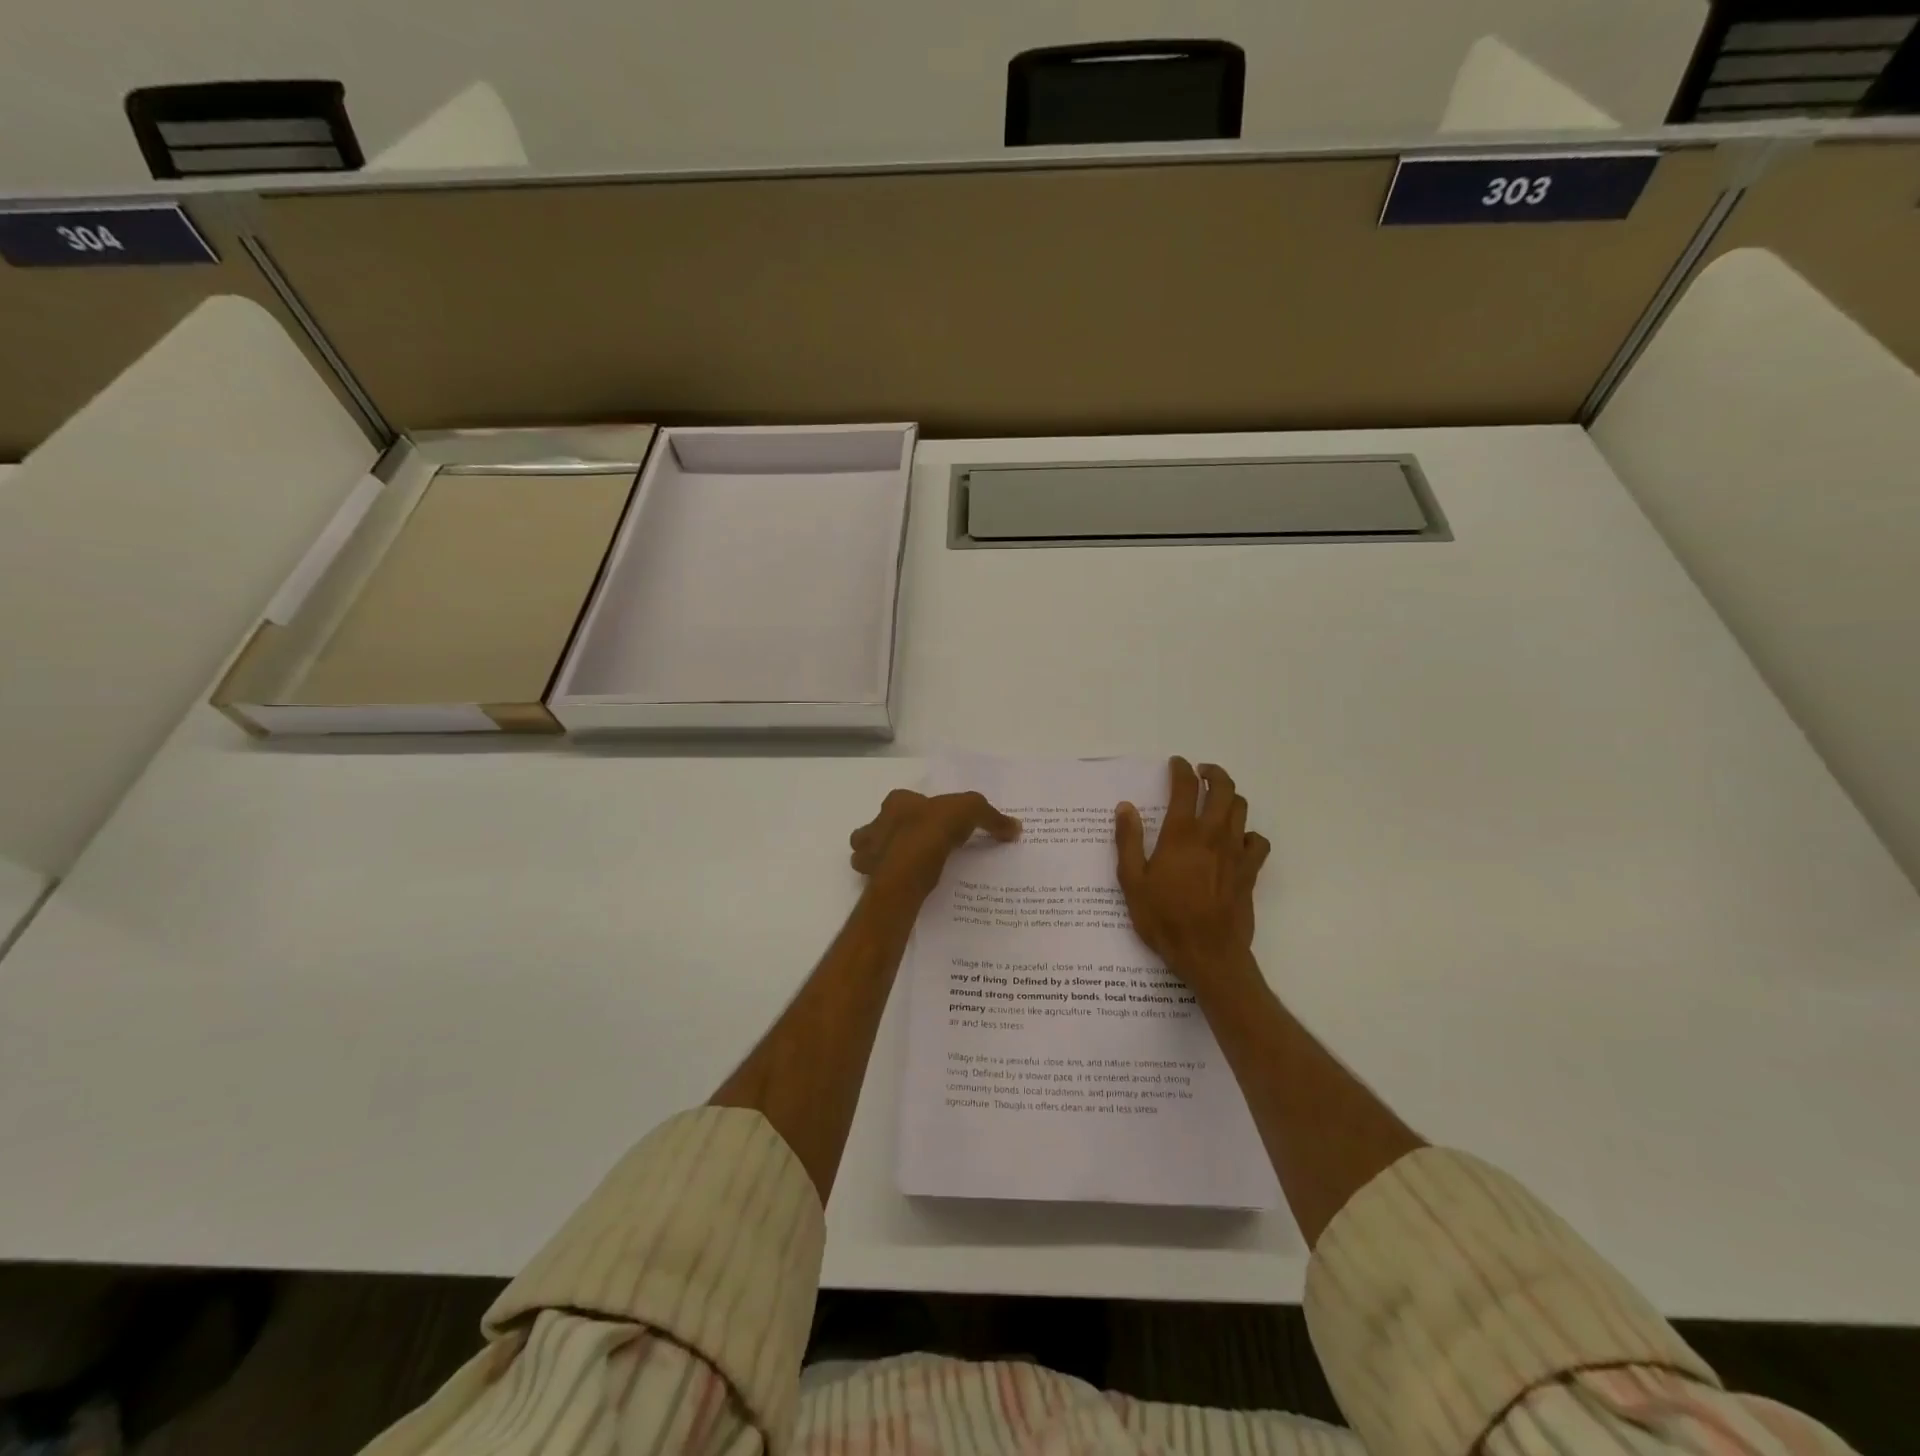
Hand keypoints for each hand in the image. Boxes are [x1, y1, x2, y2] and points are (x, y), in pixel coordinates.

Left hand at [850, 789, 1020, 904]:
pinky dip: (885, 881)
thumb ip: (992, 818)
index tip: (932, 825)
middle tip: (917, 847)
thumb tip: (1016, 828)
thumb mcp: (972, 811)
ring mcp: (870, 852)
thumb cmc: (934, 828)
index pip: (902, 801)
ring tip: (905, 868)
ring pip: (868, 853)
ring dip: (881, 858)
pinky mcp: (872, 878)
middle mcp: (877, 823)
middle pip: (880, 827)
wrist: (910, 866)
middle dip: (892, 834)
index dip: (915, 810)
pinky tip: (902, 886)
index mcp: (897, 802)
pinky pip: (876, 878)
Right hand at [1115, 758, 1270, 992]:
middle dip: (1213, 773)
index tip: (1176, 763)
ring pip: (1241, 809)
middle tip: (1201, 772)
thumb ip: (1128, 841)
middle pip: (1223, 789)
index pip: (1186, 787)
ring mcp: (1235, 852)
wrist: (1208, 953)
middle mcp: (1212, 835)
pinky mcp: (1249, 871)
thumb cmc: (1164, 918)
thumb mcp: (1132, 881)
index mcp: (1181, 834)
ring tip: (1216, 800)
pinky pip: (1258, 841)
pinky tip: (1237, 840)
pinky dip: (1248, 833)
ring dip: (1230, 797)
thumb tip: (1125, 808)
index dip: (1181, 769)